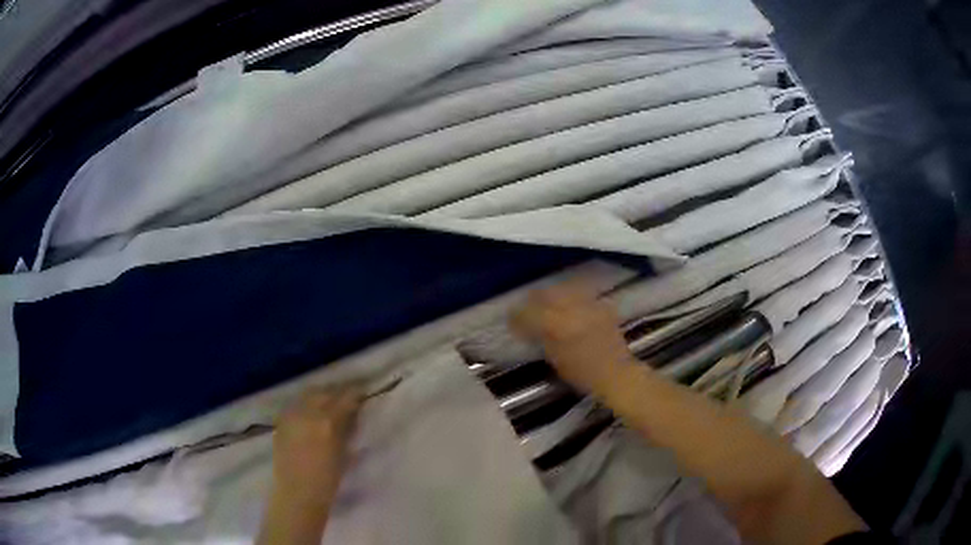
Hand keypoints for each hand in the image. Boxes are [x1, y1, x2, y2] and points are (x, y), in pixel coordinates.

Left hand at [272, 387, 361, 502]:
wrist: (298, 493)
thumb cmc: (328, 479)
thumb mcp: (344, 453)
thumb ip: (347, 430)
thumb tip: (352, 415)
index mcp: (327, 421)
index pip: (344, 397)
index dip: (355, 392)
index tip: (363, 391)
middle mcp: (307, 412)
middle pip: (324, 392)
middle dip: (337, 391)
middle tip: (347, 395)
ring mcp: (291, 415)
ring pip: (307, 395)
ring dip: (320, 395)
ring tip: (329, 400)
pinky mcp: (281, 422)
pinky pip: (296, 405)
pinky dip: (306, 403)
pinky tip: (311, 411)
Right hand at [511, 283, 636, 396]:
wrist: (616, 373)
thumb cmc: (583, 373)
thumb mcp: (555, 358)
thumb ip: (542, 338)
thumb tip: (531, 327)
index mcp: (558, 325)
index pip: (530, 313)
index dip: (518, 316)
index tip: (511, 320)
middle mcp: (573, 309)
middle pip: (547, 294)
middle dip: (534, 299)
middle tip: (528, 308)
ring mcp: (589, 305)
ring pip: (565, 289)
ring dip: (553, 295)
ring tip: (548, 303)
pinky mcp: (602, 305)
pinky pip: (582, 295)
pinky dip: (572, 298)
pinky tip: (570, 306)